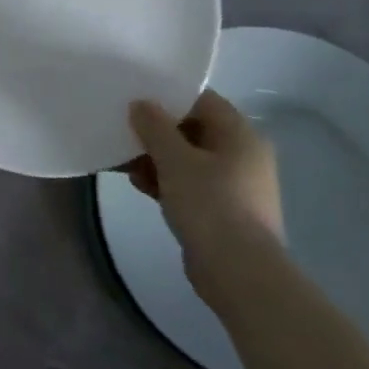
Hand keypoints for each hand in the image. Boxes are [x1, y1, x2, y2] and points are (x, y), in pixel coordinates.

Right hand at [128, 91, 282, 301]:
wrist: (239, 271)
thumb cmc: (210, 204)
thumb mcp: (175, 159)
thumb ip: (155, 126)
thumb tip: (141, 104)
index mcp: (240, 135)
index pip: (202, 100)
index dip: (168, 96)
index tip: (136, 99)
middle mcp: (243, 155)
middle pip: (193, 129)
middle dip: (157, 132)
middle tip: (124, 132)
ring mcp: (235, 184)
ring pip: (188, 159)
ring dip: (157, 158)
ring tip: (125, 163)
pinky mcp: (223, 210)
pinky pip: (190, 184)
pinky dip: (166, 181)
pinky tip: (140, 185)